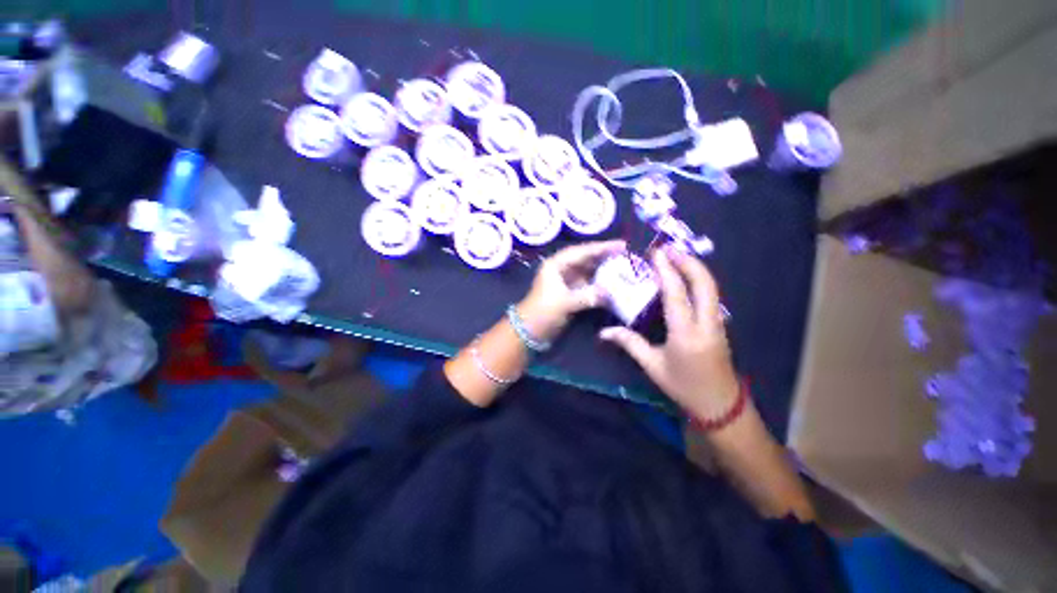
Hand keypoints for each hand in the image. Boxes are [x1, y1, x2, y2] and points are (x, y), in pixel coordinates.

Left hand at [517, 240, 625, 342]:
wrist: (530, 330)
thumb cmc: (543, 311)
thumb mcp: (565, 302)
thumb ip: (588, 296)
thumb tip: (610, 294)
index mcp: (556, 265)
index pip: (582, 251)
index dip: (601, 247)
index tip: (621, 245)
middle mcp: (561, 269)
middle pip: (586, 259)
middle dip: (604, 257)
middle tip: (625, 254)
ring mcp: (566, 281)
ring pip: (588, 271)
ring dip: (603, 270)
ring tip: (623, 267)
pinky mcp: (569, 292)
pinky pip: (588, 284)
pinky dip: (599, 284)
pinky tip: (612, 284)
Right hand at [599, 247, 738, 418]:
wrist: (721, 405)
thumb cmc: (684, 386)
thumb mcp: (652, 366)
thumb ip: (629, 344)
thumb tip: (604, 333)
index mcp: (686, 333)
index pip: (676, 294)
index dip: (666, 270)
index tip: (656, 253)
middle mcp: (706, 323)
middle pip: (704, 283)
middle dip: (688, 261)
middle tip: (669, 248)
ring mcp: (717, 322)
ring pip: (711, 287)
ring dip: (695, 268)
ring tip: (676, 257)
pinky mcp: (719, 324)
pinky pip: (711, 295)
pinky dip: (699, 280)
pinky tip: (686, 277)